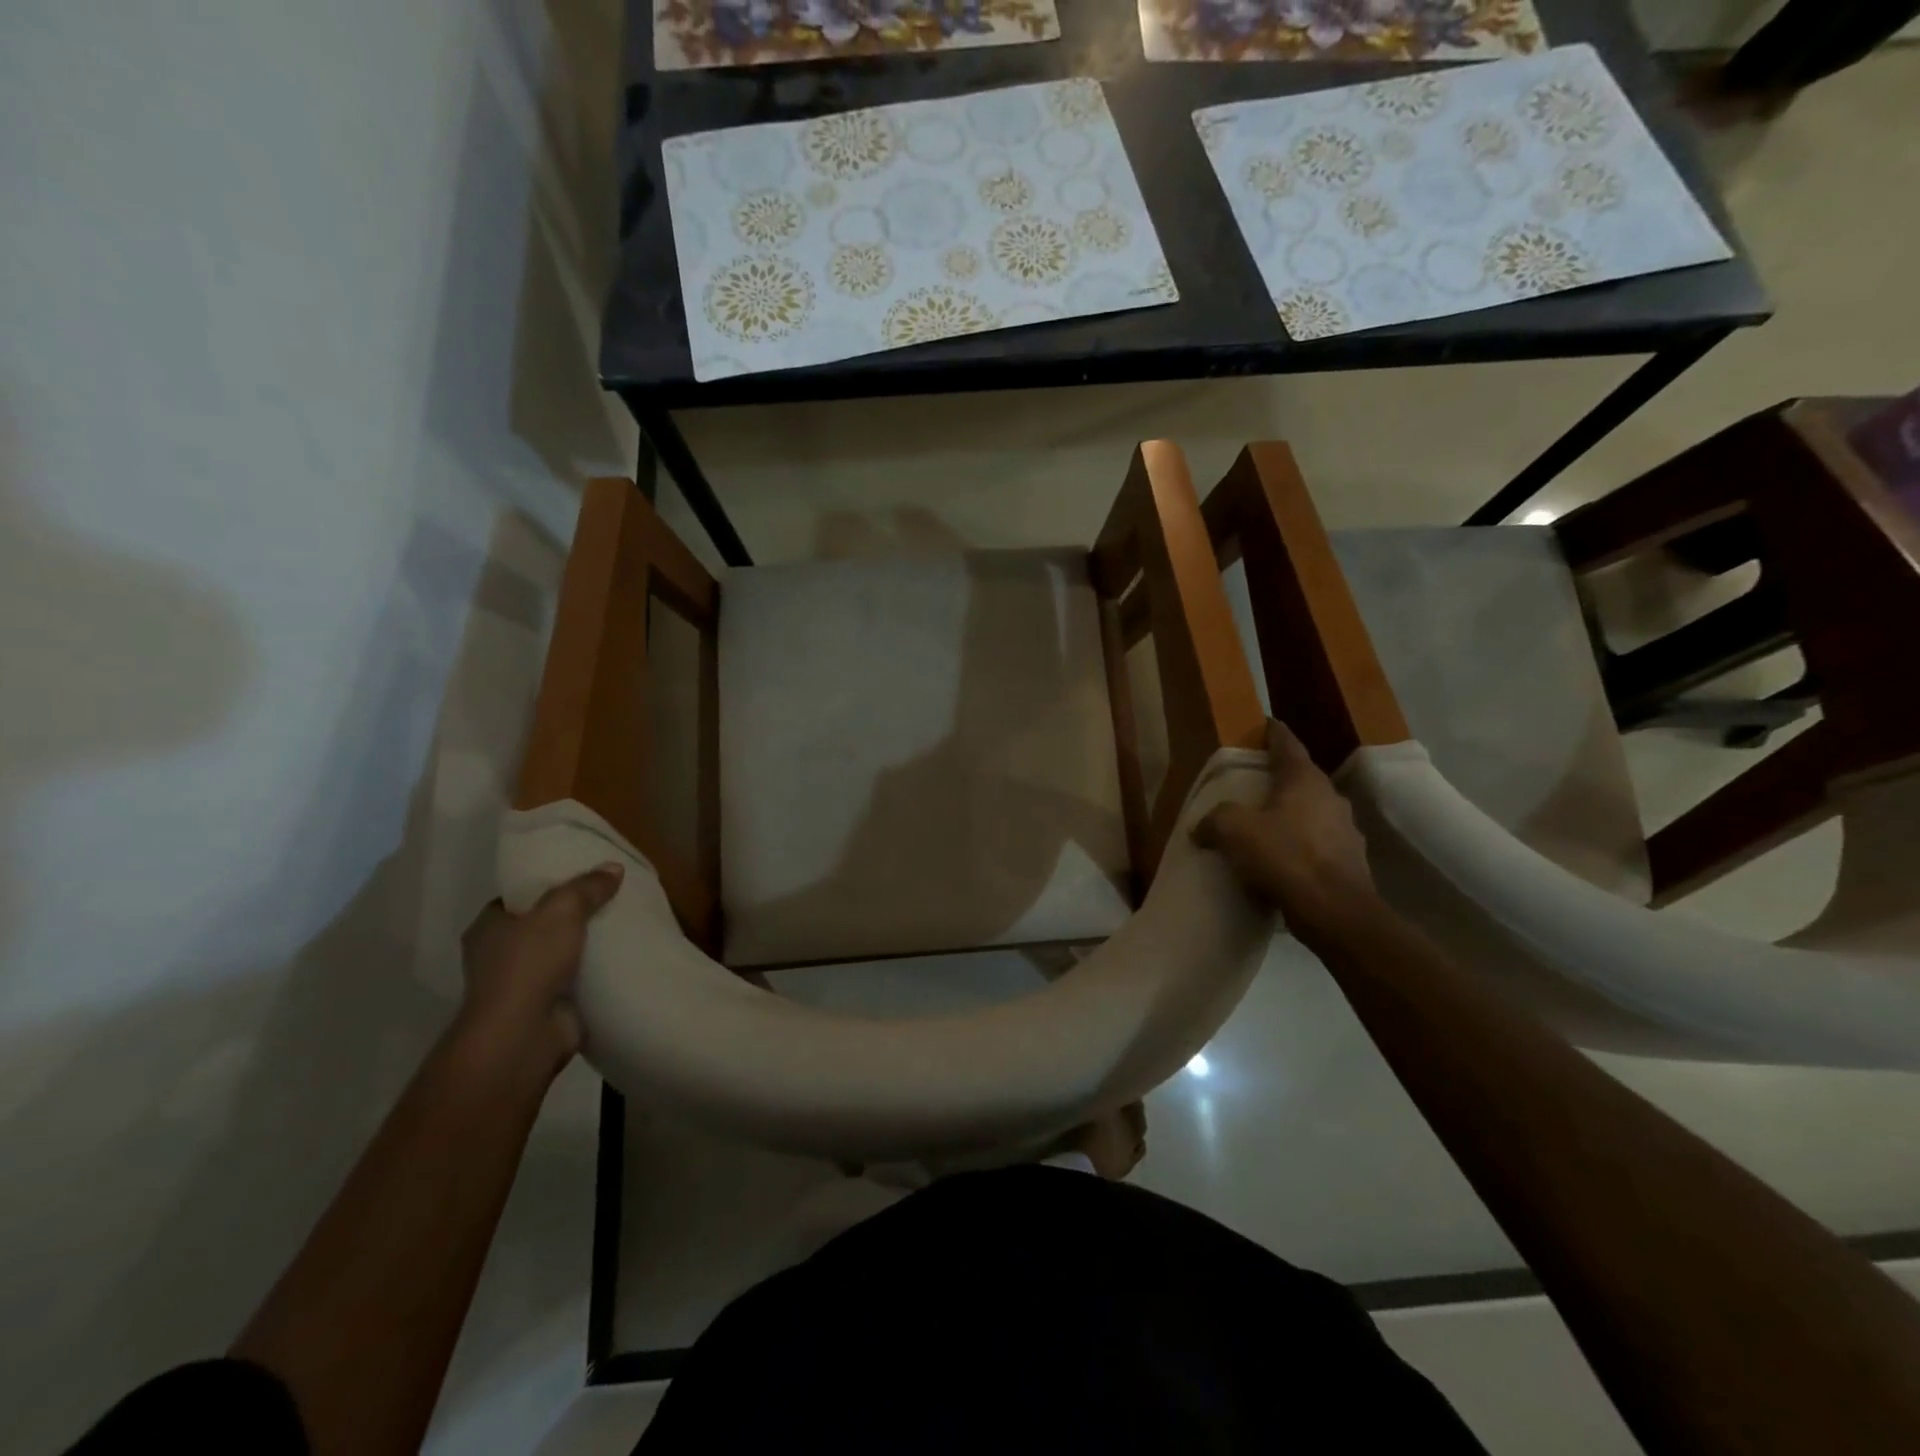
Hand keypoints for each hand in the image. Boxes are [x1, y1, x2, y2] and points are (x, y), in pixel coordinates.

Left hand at [455, 864, 624, 1084]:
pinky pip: (575, 979)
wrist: (523, 1034)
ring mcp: (521, 984)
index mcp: (487, 928)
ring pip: (560, 952)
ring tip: (623, 923)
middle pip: (541, 924)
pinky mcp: (546, 1006)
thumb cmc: (528, 964)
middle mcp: (498, 955)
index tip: (579, 876)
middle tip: (610, 896)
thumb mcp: (562, 911)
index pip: (516, 897)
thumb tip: (614, 868)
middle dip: (571, 915)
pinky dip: (595, 971)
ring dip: (584, 945)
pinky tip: (623, 956)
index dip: (545, 885)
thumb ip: (587, 887)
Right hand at [1193, 719, 1375, 939]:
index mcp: (1303, 780)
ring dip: (1292, 815)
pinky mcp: (1350, 861)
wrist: (1334, 911)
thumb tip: (1202, 827)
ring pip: (1312, 812)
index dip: (1273, 733)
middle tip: (1255, 784)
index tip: (1265, 725)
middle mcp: (1330, 797)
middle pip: (1301, 778)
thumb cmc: (1284, 856)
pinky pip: (1319, 844)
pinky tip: (1284, 862)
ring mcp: (1346, 829)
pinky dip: (1301, 845)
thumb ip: (1214, 821)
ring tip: (1267, 826)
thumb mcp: (1233, 831)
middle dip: (1280, 779)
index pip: (1287, 744)